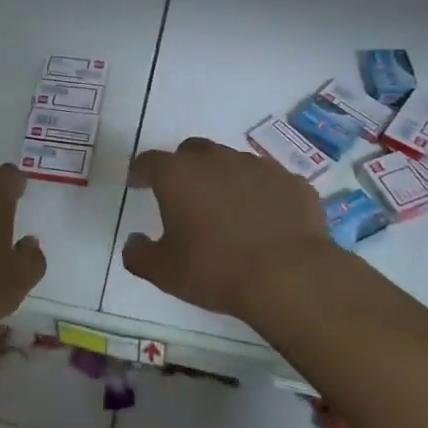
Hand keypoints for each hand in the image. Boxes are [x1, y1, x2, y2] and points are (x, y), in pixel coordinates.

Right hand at [123, 138, 337, 321]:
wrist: (290, 276)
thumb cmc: (215, 270)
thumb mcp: (163, 272)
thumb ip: (139, 254)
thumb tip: (134, 242)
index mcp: (178, 175)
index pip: (150, 161)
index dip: (141, 171)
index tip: (137, 182)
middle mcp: (216, 160)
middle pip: (193, 151)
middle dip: (184, 167)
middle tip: (183, 193)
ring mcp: (259, 167)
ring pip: (232, 163)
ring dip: (224, 178)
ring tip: (226, 209)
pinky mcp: (292, 182)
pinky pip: (268, 182)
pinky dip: (260, 194)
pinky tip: (264, 219)